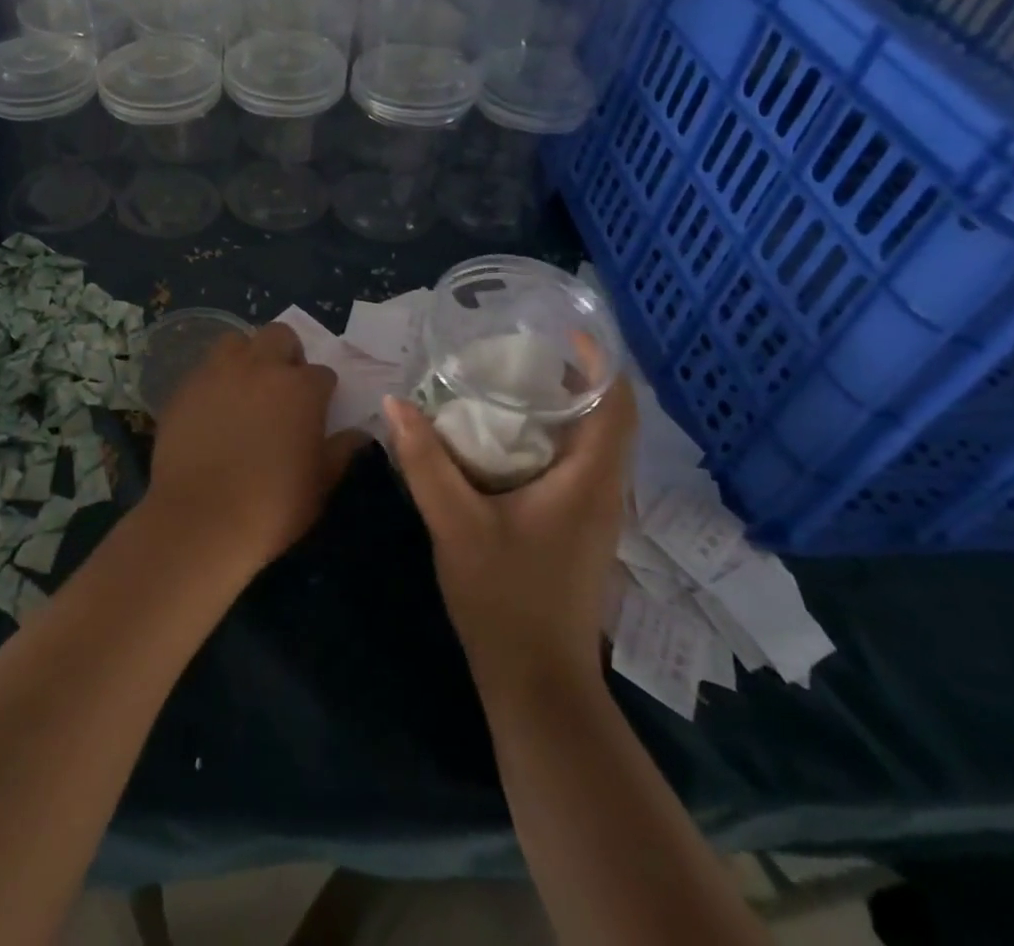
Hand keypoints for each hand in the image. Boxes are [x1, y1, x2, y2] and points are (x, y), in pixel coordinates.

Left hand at [147, 322, 364, 573]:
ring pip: (236, 341)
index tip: (316, 412)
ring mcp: (218, 372)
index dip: (322, 392)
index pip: (323, 373)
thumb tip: (358, 434)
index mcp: (301, 388)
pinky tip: (213, 410)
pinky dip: (214, 381)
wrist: (201, 520)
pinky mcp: (185, 387)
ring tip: (245, 388)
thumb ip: (341, 450)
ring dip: (246, 357)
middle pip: (280, 336)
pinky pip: (205, 370)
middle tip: (283, 388)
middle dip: (287, 355)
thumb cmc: (273, 506)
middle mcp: (261, 367)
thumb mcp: (320, 483)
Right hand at [383, 369, 636, 688]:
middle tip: (520, 350)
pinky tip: (504, 440)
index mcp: (588, 481)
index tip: (565, 331)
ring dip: (560, 409)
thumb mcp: (455, 523)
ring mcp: (593, 515)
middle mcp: (602, 491)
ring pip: (590, 443)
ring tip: (509, 383)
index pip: (618, 406)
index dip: (600, 362)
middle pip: (606, 418)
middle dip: (572, 378)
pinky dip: (549, 439)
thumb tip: (395, 402)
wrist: (536, 682)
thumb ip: (424, 461)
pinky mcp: (578, 531)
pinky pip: (574, 466)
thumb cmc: (504, 597)